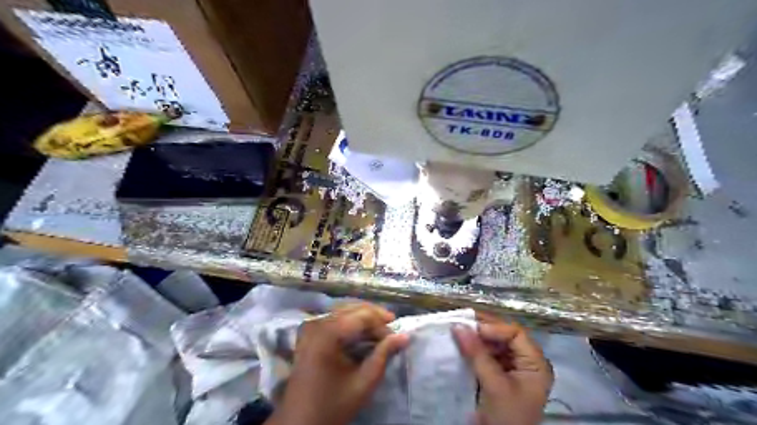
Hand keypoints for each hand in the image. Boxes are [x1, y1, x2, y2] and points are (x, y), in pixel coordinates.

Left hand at [265, 303, 408, 424]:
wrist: (299, 422)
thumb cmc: (332, 405)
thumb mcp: (363, 383)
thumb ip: (384, 355)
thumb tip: (404, 336)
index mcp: (328, 333)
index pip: (363, 316)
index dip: (382, 324)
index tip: (397, 338)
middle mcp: (318, 323)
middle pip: (353, 308)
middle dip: (374, 317)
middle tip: (391, 331)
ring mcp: (311, 326)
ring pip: (344, 310)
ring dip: (364, 317)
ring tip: (380, 331)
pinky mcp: (309, 333)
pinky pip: (334, 317)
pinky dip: (351, 321)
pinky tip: (361, 333)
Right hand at [452, 313, 553, 423]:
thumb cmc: (506, 417)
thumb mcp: (493, 385)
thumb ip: (477, 354)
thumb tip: (458, 325)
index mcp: (536, 364)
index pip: (516, 334)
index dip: (494, 327)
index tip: (471, 328)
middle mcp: (527, 362)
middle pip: (506, 336)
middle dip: (484, 329)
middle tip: (461, 323)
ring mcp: (513, 368)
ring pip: (495, 344)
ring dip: (477, 338)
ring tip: (459, 332)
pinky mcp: (499, 375)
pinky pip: (487, 354)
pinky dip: (475, 349)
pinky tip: (462, 346)